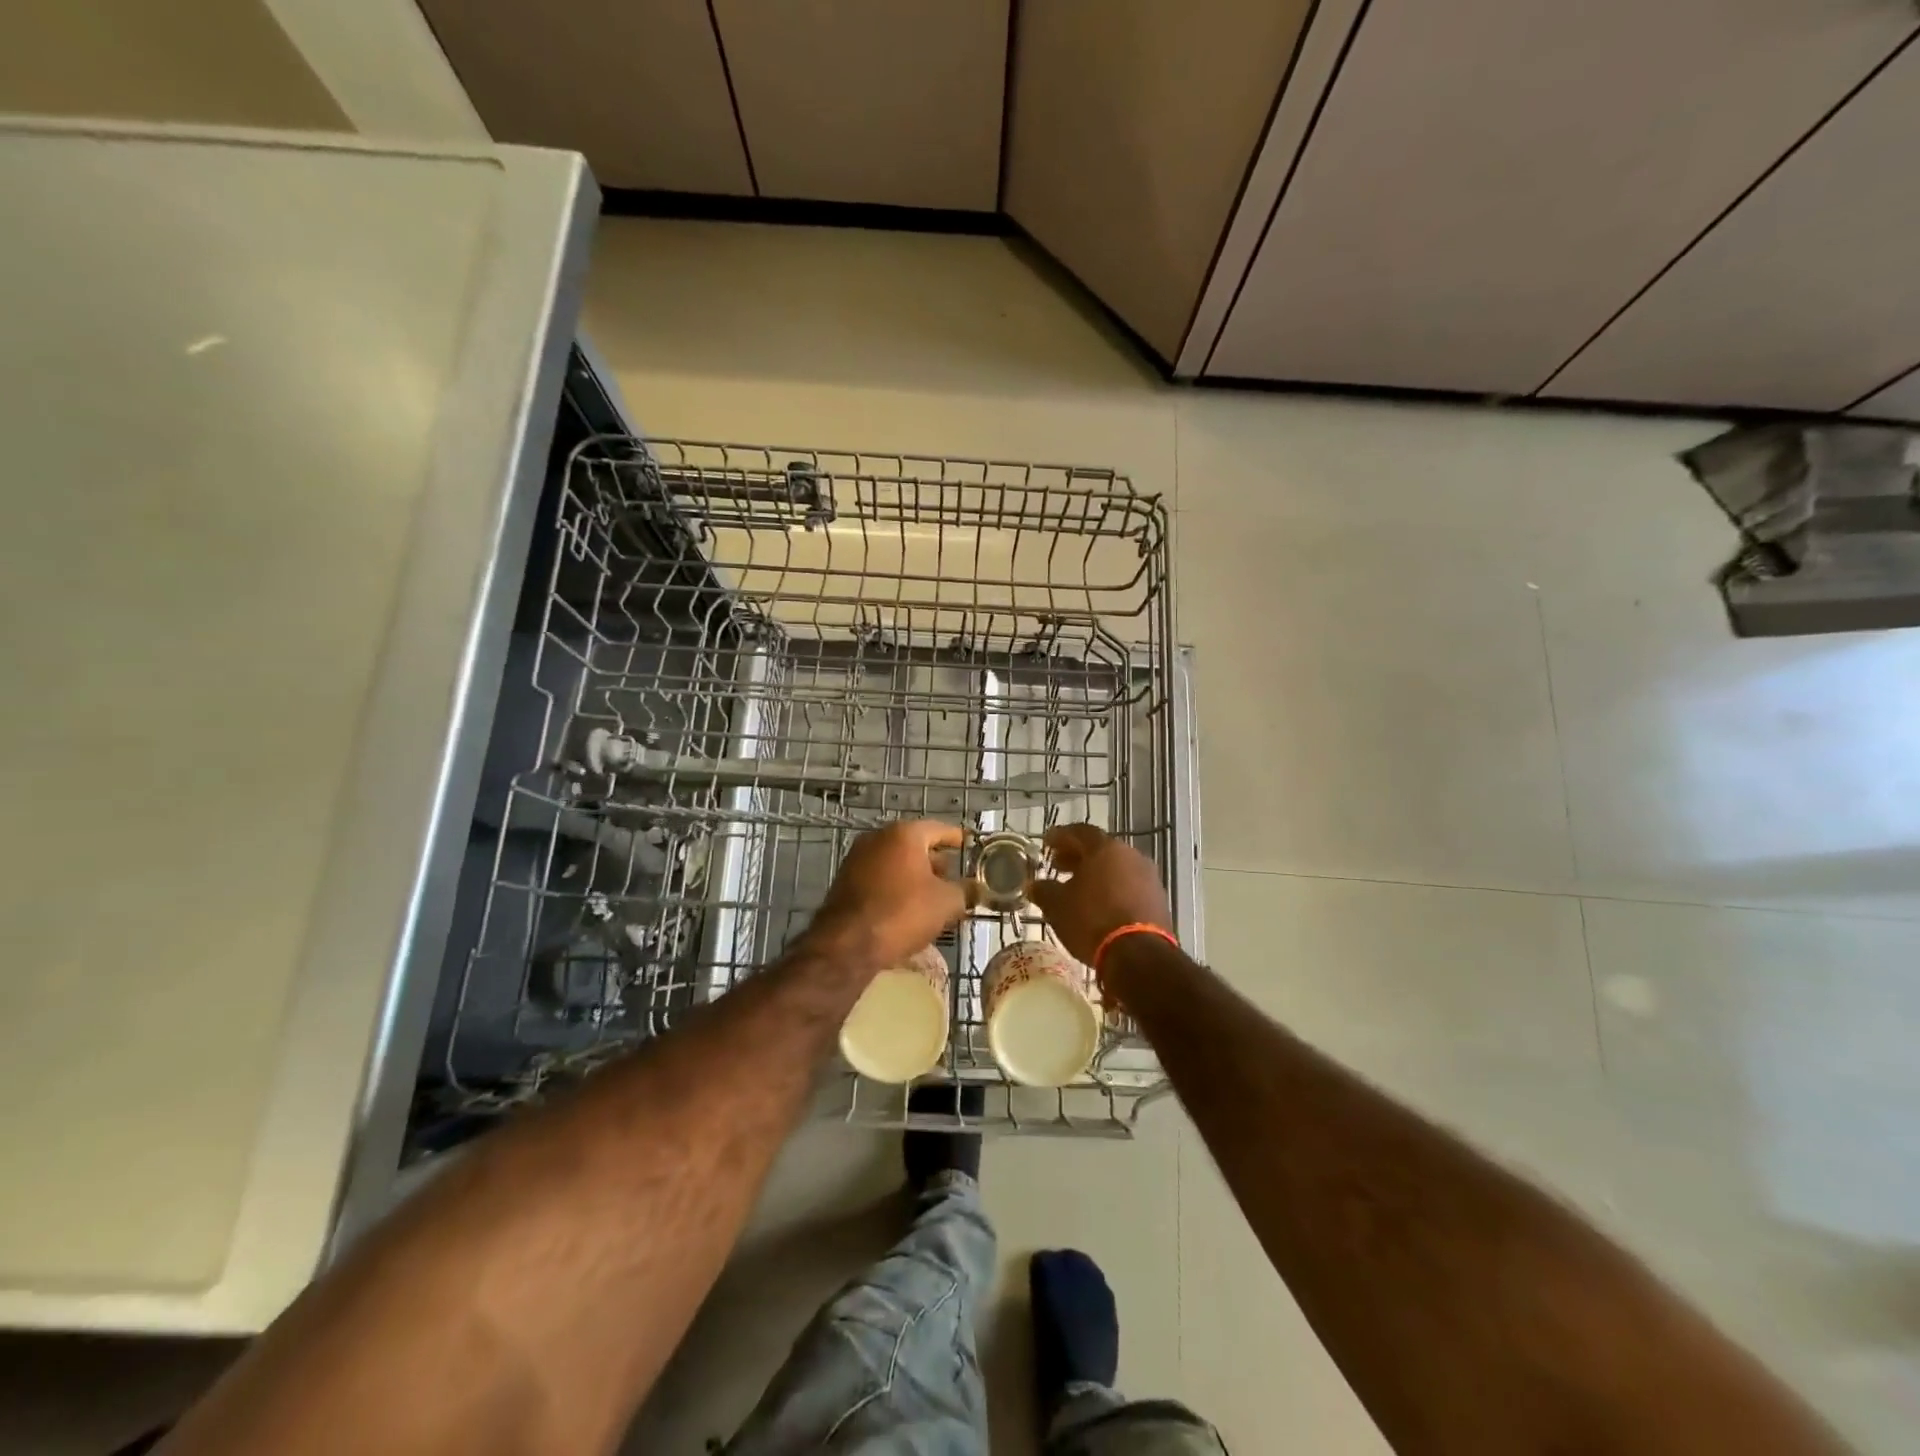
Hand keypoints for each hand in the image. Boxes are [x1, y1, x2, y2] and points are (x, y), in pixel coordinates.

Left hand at [806, 820, 966, 971]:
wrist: (847, 944)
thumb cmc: (902, 913)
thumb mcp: (946, 903)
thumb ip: (965, 890)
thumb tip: (974, 888)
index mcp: (904, 834)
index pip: (939, 829)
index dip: (956, 839)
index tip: (968, 845)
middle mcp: (878, 838)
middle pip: (915, 844)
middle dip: (935, 861)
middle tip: (953, 877)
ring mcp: (857, 858)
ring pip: (896, 861)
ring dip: (914, 875)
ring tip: (932, 896)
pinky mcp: (845, 880)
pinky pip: (879, 876)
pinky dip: (895, 885)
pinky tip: (906, 906)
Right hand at [1028, 824, 1172, 977]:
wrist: (1139, 955)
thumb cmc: (1092, 921)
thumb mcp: (1058, 906)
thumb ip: (1044, 890)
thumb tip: (1034, 885)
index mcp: (1105, 848)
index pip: (1079, 832)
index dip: (1060, 836)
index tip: (1046, 844)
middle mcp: (1130, 855)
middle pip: (1100, 849)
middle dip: (1077, 856)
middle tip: (1058, 866)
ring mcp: (1149, 877)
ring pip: (1117, 868)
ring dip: (1096, 874)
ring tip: (1078, 889)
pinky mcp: (1158, 900)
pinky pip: (1130, 886)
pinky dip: (1113, 889)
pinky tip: (1100, 905)